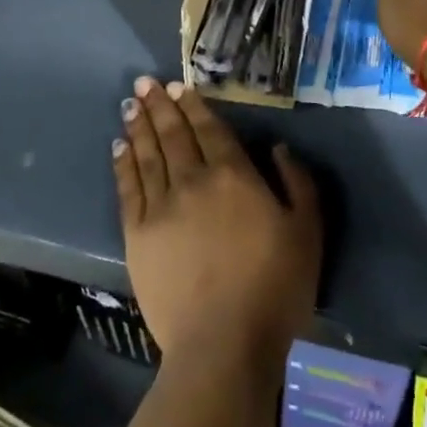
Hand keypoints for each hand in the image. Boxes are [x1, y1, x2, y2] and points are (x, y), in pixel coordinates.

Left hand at [115, 77, 320, 368]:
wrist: (224, 344)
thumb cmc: (275, 287)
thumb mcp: (307, 231)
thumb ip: (297, 182)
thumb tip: (277, 147)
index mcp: (233, 175)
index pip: (208, 129)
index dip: (192, 105)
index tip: (177, 86)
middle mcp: (193, 180)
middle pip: (173, 134)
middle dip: (159, 105)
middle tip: (144, 82)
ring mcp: (161, 206)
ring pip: (147, 154)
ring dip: (139, 126)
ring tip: (131, 104)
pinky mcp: (138, 235)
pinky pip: (128, 188)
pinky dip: (123, 164)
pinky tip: (119, 147)